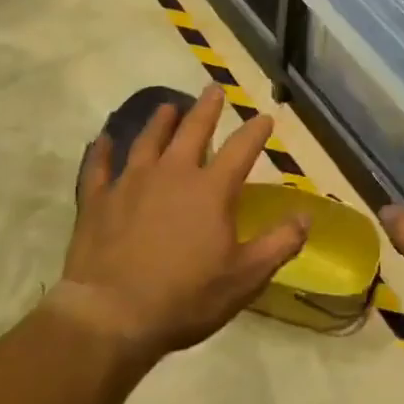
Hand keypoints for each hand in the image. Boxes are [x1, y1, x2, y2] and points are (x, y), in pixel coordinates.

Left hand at [57, 87, 308, 360]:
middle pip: (191, 131)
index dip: (255, 131)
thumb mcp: (245, 277)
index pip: (241, 149)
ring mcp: (130, 182)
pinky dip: (102, 151)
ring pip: (147, 140)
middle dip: (206, 109)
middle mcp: (171, 174)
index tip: (265, 116)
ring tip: (167, 106)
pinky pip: (99, 166)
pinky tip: (103, 139)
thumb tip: (306, 216)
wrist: (112, 314)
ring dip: (159, 121)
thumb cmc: (186, 297)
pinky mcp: (98, 199)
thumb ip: (279, 244)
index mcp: (210, 190)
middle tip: (213, 90)